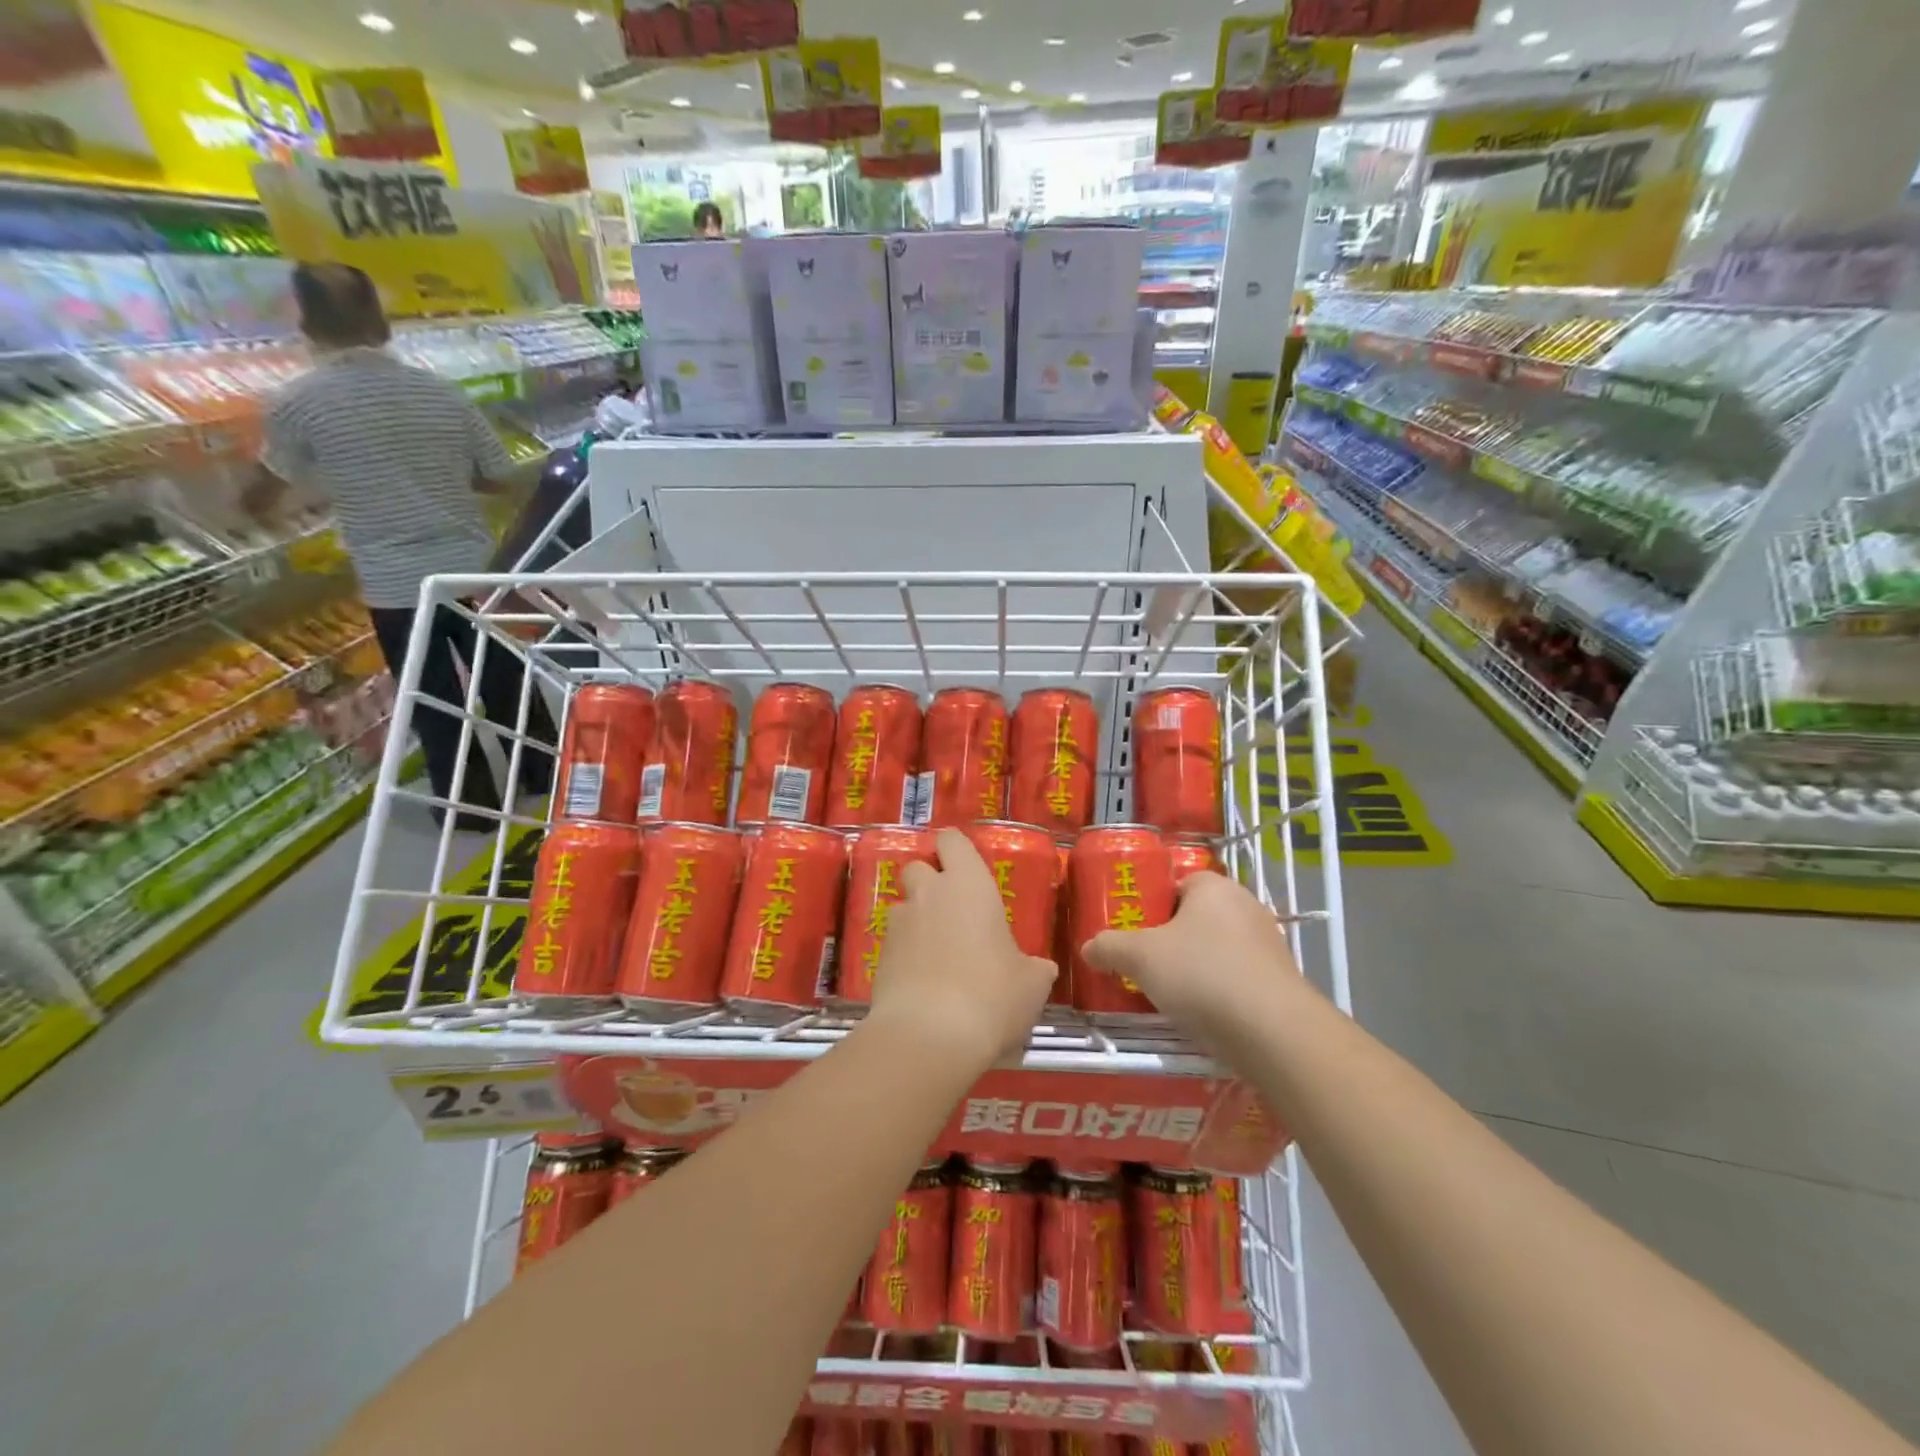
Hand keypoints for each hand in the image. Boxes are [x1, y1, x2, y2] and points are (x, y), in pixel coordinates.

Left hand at [867, 828, 1055, 1069]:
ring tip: (938, 954)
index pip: (952, 841)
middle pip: (918, 867)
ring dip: (917, 921)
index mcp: (968, 885)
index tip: (964, 865)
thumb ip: (1034, 967)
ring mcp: (899, 925)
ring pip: (903, 907)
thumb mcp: (1031, 984)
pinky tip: (923, 984)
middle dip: (930, 882)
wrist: (929, 1036)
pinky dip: (906, 955)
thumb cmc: (992, 996)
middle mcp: (928, 894)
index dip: (954, 848)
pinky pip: (894, 944)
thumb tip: (1040, 969)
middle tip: (953, 911)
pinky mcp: (878, 957)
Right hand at [1084, 872, 1307, 1054]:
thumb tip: (1088, 948)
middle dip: (1168, 940)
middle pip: (1194, 918)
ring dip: (1191, 969)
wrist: (1274, 1033)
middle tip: (1141, 964)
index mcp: (1214, 886)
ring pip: (1215, 950)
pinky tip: (1198, 1015)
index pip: (1176, 884)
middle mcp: (1246, 906)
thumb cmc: (1202, 975)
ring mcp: (1267, 945)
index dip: (1150, 905)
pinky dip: (1215, 992)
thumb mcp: (1140, 957)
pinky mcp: (1278, 983)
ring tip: (1164, 994)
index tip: (1132, 931)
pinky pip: (1235, 978)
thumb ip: (1109, 947)